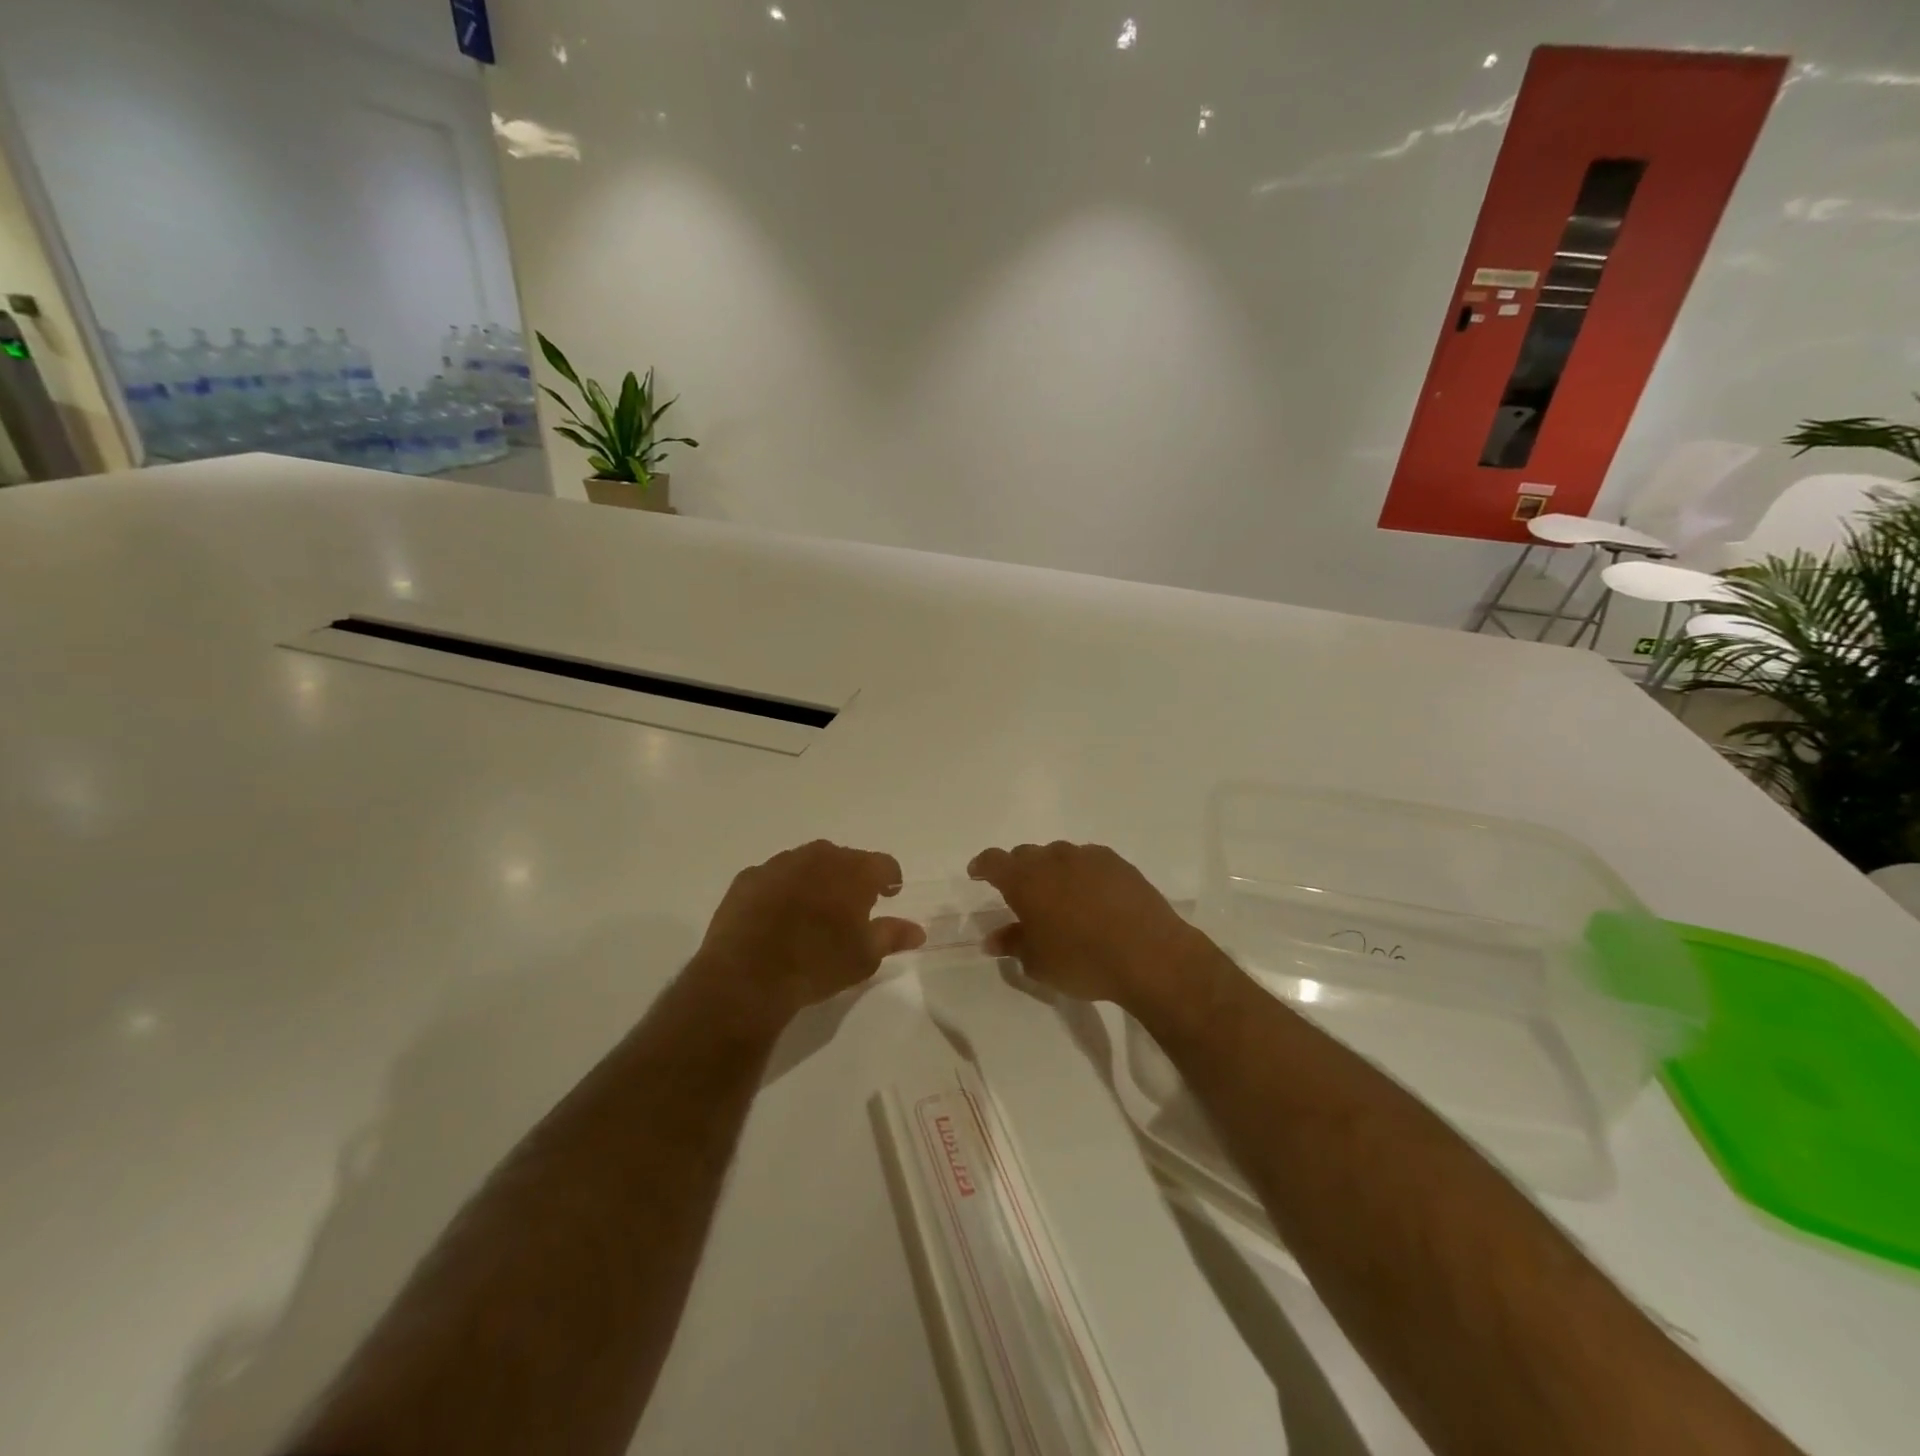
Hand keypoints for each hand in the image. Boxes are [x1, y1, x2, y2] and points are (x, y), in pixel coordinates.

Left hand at [688, 840, 925, 1030]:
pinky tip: (777, 917)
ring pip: (808, 864)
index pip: (884, 864)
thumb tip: (918, 930)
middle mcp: (819, 856)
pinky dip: (782, 890)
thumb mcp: (865, 957)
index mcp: (854, 870)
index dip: (890, 880)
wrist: (747, 976)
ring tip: (813, 912)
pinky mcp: (748, 877)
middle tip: (851, 907)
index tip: (889, 895)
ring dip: (816, 880)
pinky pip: (774, 878)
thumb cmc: (817, 964)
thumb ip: (893, 936)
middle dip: (852, 878)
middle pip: (845, 859)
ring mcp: (780, 863)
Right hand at [966, 841, 1216, 1015]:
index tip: (978, 874)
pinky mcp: (1118, 863)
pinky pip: (1089, 861)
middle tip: (1022, 895)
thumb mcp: (1038, 962)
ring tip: (1060, 898)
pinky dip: (1082, 874)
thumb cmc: (1082, 961)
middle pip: (1027, 855)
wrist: (1149, 954)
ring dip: (1053, 871)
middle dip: (1019, 870)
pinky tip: (1093, 897)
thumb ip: (1013, 944)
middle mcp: (1053, 859)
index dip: (983, 866)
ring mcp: (1088, 857)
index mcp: (1025, 880)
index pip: (994, 861)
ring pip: (1060, 856)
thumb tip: (993, 938)